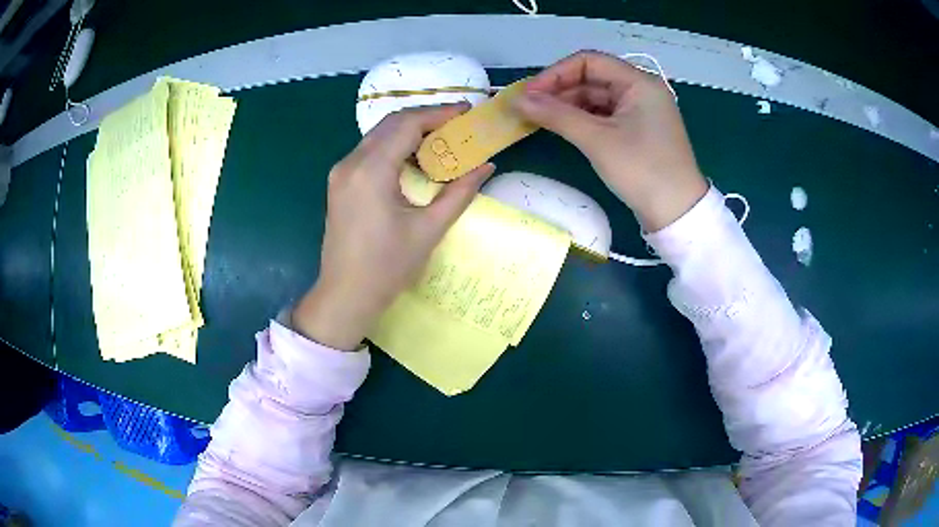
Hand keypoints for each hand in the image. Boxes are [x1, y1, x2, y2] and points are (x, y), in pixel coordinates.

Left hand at [292, 105, 494, 350]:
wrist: (345, 296)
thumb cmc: (387, 267)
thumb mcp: (429, 230)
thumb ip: (459, 193)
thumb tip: (486, 166)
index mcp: (371, 170)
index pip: (407, 125)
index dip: (439, 114)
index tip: (466, 112)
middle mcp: (351, 162)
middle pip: (391, 124)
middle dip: (425, 118)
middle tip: (457, 122)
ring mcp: (341, 172)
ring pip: (378, 135)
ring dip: (410, 131)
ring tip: (442, 137)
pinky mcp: (340, 183)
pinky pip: (370, 151)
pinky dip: (395, 147)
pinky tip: (415, 158)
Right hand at [514, 51, 707, 231]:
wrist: (678, 214)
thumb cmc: (642, 170)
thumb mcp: (597, 140)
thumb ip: (556, 115)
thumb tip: (516, 100)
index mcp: (639, 82)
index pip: (589, 62)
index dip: (555, 74)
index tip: (529, 94)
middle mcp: (641, 90)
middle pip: (592, 79)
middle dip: (559, 91)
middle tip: (528, 109)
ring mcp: (640, 111)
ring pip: (596, 98)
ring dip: (567, 105)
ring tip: (539, 119)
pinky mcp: (637, 130)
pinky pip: (604, 115)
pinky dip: (582, 119)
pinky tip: (562, 127)